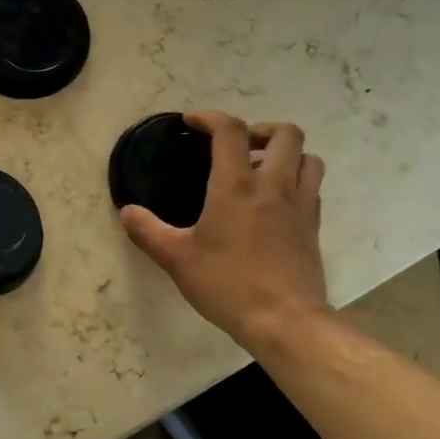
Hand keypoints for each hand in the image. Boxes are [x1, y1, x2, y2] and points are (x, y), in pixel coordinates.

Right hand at [120, 111, 330, 350]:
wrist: (285, 321)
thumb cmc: (227, 284)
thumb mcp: (176, 259)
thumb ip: (147, 231)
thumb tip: (127, 211)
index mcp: (236, 186)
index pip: (230, 131)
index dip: (211, 117)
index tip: (193, 122)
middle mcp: (273, 186)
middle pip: (285, 133)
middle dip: (260, 130)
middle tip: (238, 147)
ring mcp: (300, 205)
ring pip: (308, 158)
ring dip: (286, 154)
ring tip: (261, 171)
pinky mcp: (313, 227)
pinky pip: (311, 188)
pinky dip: (295, 182)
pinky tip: (274, 204)